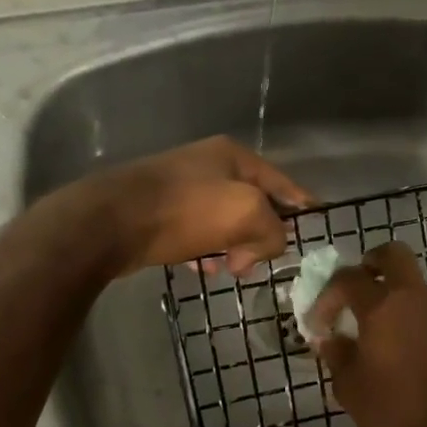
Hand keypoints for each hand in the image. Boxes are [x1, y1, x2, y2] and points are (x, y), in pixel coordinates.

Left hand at [77, 136, 314, 277]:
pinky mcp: (161, 212)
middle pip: (253, 204)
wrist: (111, 222)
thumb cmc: (185, 211)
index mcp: (233, 156)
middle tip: (255, 262)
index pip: (282, 182)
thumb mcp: (246, 213)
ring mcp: (183, 188)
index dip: (301, 204)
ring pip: (225, 222)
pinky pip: (198, 234)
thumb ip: (274, 229)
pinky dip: (207, 251)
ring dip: (233, 247)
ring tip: (229, 269)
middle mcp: (209, 166)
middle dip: (260, 235)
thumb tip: (267, 245)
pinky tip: (203, 268)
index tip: (316, 224)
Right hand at [307, 242, 426, 426]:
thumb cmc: (394, 409)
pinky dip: (401, 313)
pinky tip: (387, 345)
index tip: (317, 324)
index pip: (347, 278)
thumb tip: (330, 340)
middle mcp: (412, 299)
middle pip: (393, 255)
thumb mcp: (349, 386)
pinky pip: (420, 307)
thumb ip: (336, 355)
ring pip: (409, 282)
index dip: (326, 296)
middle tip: (350, 290)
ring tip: (365, 326)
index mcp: (382, 305)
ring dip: (387, 292)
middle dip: (369, 264)